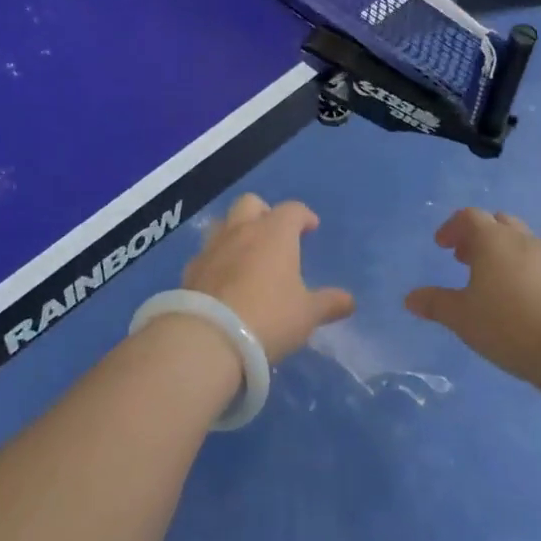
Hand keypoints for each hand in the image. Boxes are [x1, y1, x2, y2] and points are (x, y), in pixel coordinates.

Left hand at [182, 195, 354, 361]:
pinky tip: (222, 280)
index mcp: (274, 233)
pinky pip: (206, 253)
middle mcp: (241, 230)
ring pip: (223, 223)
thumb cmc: (269, 317)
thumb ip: (328, 304)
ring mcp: (212, 247)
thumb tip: (349, 301)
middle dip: (264, 212)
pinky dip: (216, 259)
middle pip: (251, 203)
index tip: (310, 227)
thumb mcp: (307, 314)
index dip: (303, 216)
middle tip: (274, 234)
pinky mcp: (190, 269)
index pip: (292, 210)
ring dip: (236, 231)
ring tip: (246, 255)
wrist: (209, 336)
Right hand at [405, 208, 540, 380]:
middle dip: (478, 235)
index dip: (452, 228)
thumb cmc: (508, 325)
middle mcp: (521, 239)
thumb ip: (435, 304)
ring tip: (490, 280)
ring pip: (520, 240)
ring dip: (501, 251)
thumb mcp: (462, 317)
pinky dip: (522, 268)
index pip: (469, 217)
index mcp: (493, 239)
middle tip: (464, 258)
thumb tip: (410, 298)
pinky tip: (518, 298)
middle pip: (498, 222)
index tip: (442, 246)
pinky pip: (538, 261)